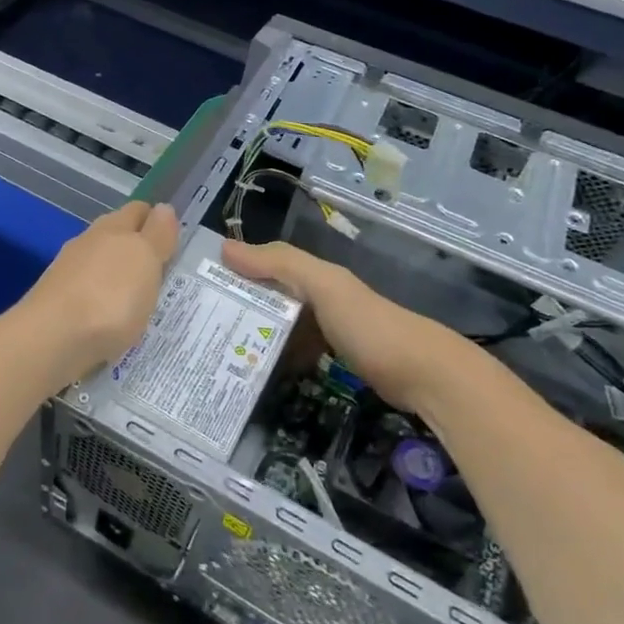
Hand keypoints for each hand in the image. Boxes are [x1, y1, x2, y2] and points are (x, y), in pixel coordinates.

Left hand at [17, 201, 180, 389]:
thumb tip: (163, 208)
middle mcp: (87, 244)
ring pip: (101, 269)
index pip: (138, 211)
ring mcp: (68, 275)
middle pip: (117, 238)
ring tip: (141, 303)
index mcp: (111, 227)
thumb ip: (157, 234)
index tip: (175, 240)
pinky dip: (103, 305)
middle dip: (137, 251)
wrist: (51, 340)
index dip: (156, 220)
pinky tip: (113, 323)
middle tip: (164, 274)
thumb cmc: (109, 296)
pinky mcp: (57, 306)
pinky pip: (89, 297)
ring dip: (119, 280)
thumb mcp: (145, 259)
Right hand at [221, 239, 477, 413]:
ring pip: (281, 326)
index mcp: (315, 275)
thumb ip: (280, 263)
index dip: (232, 271)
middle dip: (238, 306)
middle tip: (197, 326)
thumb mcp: (324, 287)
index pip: (263, 264)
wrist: (428, 376)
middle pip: (269, 296)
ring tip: (217, 350)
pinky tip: (259, 370)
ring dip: (255, 334)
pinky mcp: (336, 360)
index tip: (194, 288)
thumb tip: (224, 246)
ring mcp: (329, 330)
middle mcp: (319, 297)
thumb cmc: (370, 326)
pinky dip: (277, 356)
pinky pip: (295, 351)